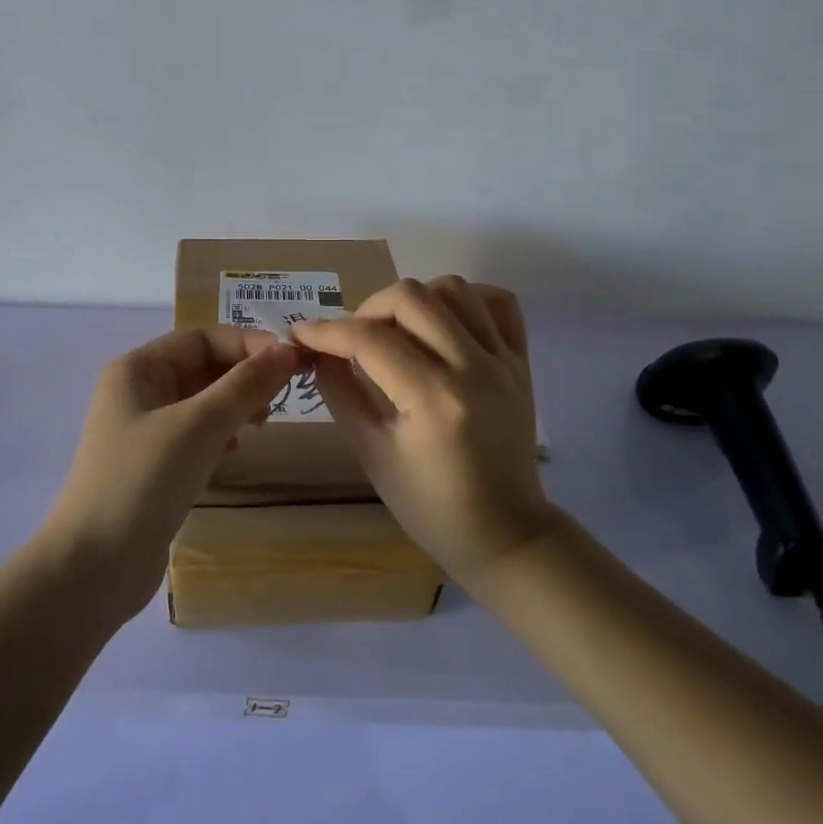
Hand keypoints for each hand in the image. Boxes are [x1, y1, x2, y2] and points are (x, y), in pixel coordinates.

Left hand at [40, 326, 303, 623]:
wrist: (93, 568)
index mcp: (137, 369)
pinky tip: (235, 452)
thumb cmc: (142, 482)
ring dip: (235, 406)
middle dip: (243, 377)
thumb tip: (288, 351)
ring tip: (263, 424)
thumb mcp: (198, 426)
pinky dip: (220, 436)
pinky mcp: (153, 466)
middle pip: (202, 368)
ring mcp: (143, 431)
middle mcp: (138, 392)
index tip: (292, 362)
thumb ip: (244, 385)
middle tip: (283, 398)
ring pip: (202, 403)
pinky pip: (195, 435)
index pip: (202, 338)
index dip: (247, 344)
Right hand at [291, 277, 553, 584]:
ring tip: (397, 330)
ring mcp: (504, 361)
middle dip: (368, 308)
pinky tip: (442, 323)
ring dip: (414, 300)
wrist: (506, 534)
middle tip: (353, 338)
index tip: (300, 333)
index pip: (370, 339)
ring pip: (454, 288)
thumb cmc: (431, 506)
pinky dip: (466, 300)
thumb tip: (316, 351)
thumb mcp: (372, 454)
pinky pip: (498, 303)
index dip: (326, 331)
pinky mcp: (522, 362)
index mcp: (434, 400)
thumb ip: (341, 393)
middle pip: (412, 297)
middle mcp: (474, 368)